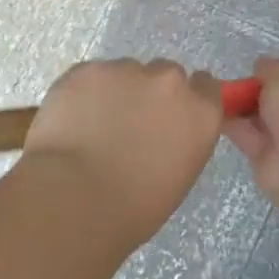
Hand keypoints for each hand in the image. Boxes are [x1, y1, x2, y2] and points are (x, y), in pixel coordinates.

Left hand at [25, 59, 223, 243]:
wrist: (74, 200)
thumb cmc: (133, 208)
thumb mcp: (177, 176)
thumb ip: (179, 140)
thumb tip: (162, 132)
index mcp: (200, 113)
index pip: (206, 86)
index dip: (187, 98)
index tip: (170, 115)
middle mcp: (170, 82)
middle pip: (165, 74)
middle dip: (150, 93)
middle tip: (127, 125)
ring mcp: (127, 70)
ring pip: (125, 72)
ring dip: (116, 92)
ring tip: (92, 127)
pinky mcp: (88, 69)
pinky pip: (90, 76)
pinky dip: (83, 94)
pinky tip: (71, 122)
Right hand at [222, 58, 278, 205]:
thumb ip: (269, 66)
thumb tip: (259, 70)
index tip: (257, 68)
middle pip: (278, 95)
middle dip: (257, 88)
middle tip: (231, 81)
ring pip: (261, 115)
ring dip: (241, 106)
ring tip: (215, 94)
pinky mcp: (269, 156)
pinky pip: (247, 134)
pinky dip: (231, 125)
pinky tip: (213, 112)